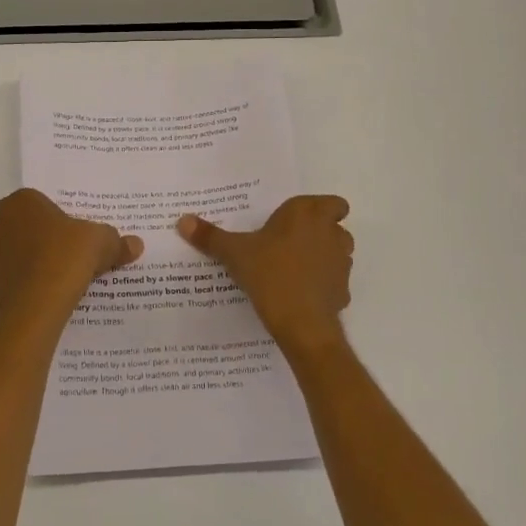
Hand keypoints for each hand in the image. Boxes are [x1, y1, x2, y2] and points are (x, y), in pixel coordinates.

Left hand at [0, 188, 142, 315]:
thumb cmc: (73, 251)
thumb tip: (136, 245)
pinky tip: (5, 300)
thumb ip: (116, 243)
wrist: (50, 287)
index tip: (41, 231)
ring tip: (4, 275)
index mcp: (23, 203)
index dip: (24, 217)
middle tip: (14, 252)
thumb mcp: (102, 241)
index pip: (16, 203)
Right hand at [178, 195, 352, 358]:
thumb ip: (210, 236)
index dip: (320, 210)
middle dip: (320, 232)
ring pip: (339, 252)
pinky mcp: (343, 290)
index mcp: (306, 214)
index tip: (297, 221)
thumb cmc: (269, 274)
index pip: (332, 203)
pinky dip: (323, 284)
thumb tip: (182, 220)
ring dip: (324, 256)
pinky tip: (301, 294)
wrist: (301, 323)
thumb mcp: (234, 253)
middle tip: (290, 242)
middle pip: (336, 226)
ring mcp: (341, 263)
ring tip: (295, 268)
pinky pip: (335, 281)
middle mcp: (330, 233)